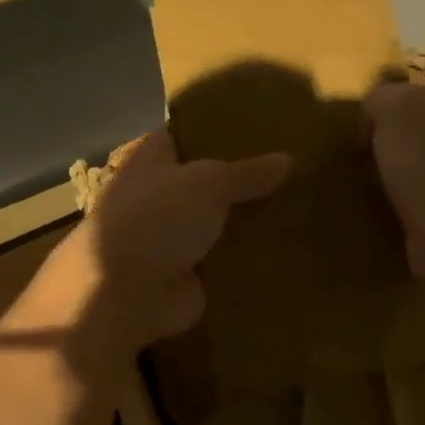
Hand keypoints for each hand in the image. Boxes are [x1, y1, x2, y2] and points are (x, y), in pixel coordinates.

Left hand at [43, 131, 291, 354]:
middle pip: (204, 185)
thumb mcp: (209, 183)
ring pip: (216, 225)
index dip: (214, 134)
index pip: (182, 138)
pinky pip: (223, 263)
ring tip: (298, 212)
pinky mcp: (187, 277)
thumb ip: (247, 172)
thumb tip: (288, 158)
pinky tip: (286, 254)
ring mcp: (171, 240)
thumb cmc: (157, 218)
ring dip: (245, 225)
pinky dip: (246, 262)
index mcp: (151, 162)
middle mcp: (158, 198)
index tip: (256, 132)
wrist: (126, 292)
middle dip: (239, 183)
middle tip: (291, 175)